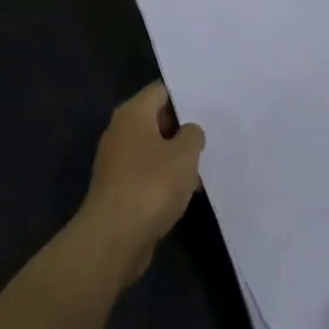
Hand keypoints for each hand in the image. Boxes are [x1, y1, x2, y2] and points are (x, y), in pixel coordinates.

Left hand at [77, 82, 205, 283]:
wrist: (114, 238)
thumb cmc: (151, 185)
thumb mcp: (185, 154)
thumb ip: (193, 135)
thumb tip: (189, 132)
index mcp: (132, 114)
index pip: (161, 90)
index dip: (185, 94)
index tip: (210, 101)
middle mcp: (120, 131)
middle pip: (156, 118)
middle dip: (183, 126)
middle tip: (213, 131)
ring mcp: (117, 161)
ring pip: (153, 148)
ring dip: (176, 156)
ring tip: (206, 162)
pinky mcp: (119, 188)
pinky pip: (148, 173)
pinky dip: (166, 177)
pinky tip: (188, 189)